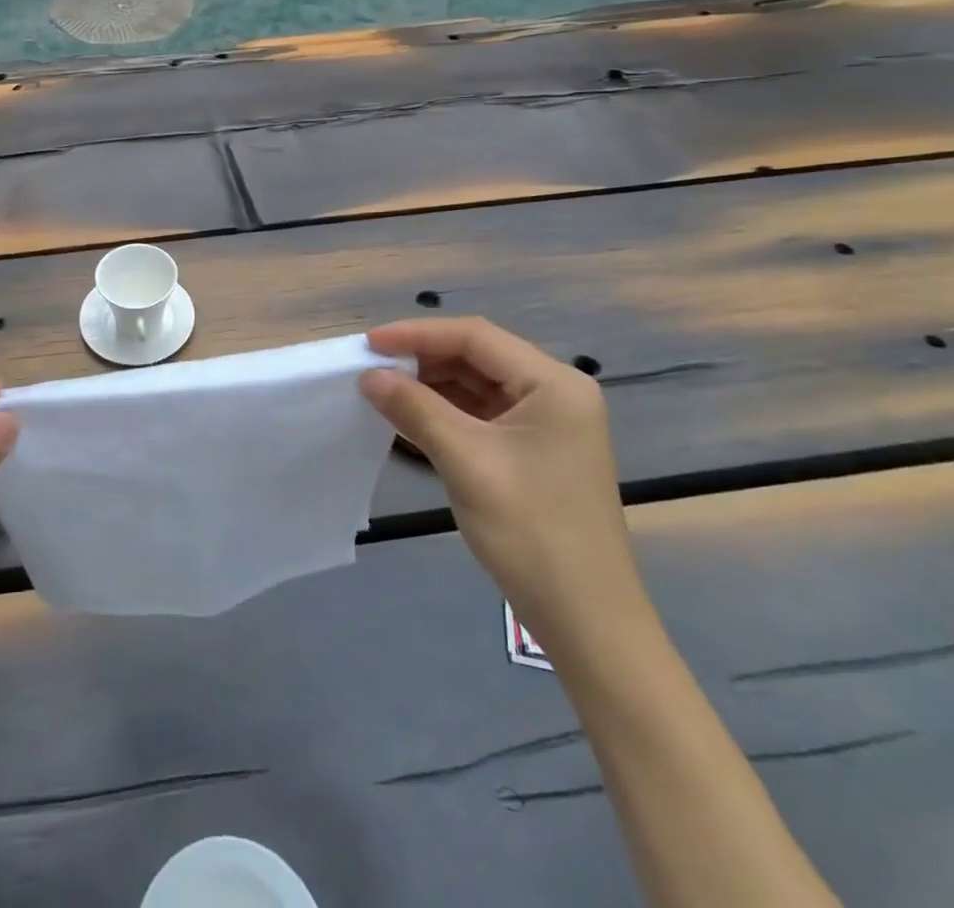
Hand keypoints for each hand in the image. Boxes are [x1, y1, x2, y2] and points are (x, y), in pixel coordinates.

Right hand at [360, 319, 645, 652]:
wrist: (585, 619)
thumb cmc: (532, 532)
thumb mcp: (466, 462)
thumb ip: (415, 409)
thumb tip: (368, 376)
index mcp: (554, 384)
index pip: (475, 337)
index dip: (417, 334)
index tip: (369, 343)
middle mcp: (554, 392)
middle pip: (476, 357)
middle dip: (421, 359)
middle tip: (370, 367)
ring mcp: (545, 422)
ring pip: (475, 385)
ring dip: (429, 386)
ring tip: (380, 389)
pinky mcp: (532, 449)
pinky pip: (480, 414)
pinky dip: (443, 413)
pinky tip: (406, 417)